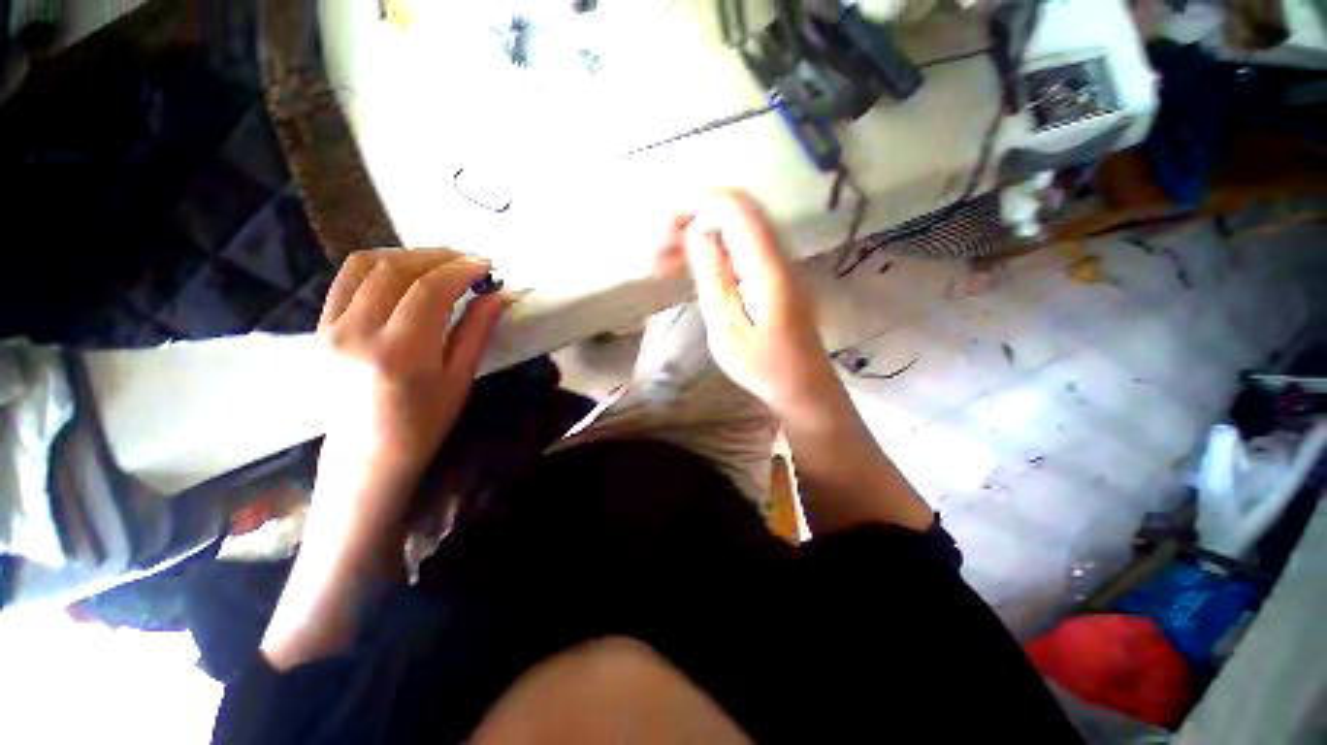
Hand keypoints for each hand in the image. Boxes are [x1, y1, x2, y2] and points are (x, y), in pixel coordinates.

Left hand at [317, 248, 511, 528]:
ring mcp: (332, 327)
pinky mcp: (321, 326)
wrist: (368, 453)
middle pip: (398, 269)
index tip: (487, 264)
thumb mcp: (460, 377)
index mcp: (401, 352)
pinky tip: (405, 272)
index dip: (462, 270)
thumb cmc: (425, 422)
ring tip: (441, 263)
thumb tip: (504, 294)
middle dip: (439, 257)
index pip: (430, 289)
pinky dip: (380, 264)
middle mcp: (359, 333)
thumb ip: (478, 329)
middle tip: (470, 261)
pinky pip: (347, 278)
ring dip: (410, 255)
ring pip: (368, 264)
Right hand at [681, 191, 839, 420]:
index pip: (735, 207)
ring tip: (667, 263)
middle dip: (693, 220)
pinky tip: (694, 271)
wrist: (802, 387)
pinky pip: (742, 248)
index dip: (698, 203)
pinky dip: (714, 251)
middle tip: (660, 251)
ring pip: (737, 229)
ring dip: (700, 236)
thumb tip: (697, 230)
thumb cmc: (762, 365)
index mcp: (767, 266)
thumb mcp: (727, 326)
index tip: (664, 227)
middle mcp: (779, 254)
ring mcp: (780, 264)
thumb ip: (713, 275)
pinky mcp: (775, 276)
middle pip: (736, 211)